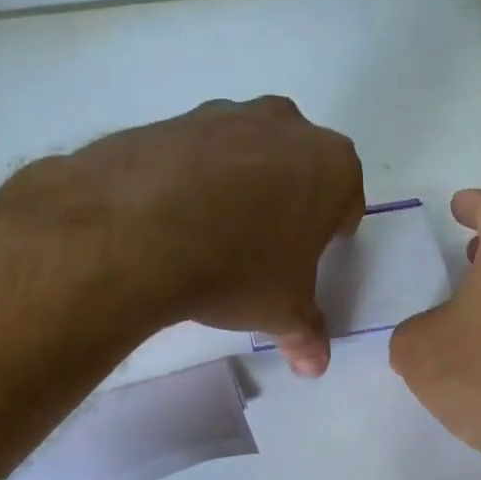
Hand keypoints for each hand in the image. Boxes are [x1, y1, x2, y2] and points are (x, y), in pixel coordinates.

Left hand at [65, 97, 364, 375]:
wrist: (136, 233)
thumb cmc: (236, 270)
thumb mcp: (281, 312)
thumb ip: (307, 334)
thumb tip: (315, 365)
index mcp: (331, 165)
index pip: (344, 202)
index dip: (329, 234)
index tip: (308, 258)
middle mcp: (285, 126)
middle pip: (296, 168)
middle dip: (286, 203)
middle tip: (261, 248)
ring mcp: (224, 115)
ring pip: (245, 154)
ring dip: (237, 187)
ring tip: (210, 236)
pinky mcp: (171, 120)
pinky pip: (194, 155)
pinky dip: (190, 180)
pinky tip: (170, 220)